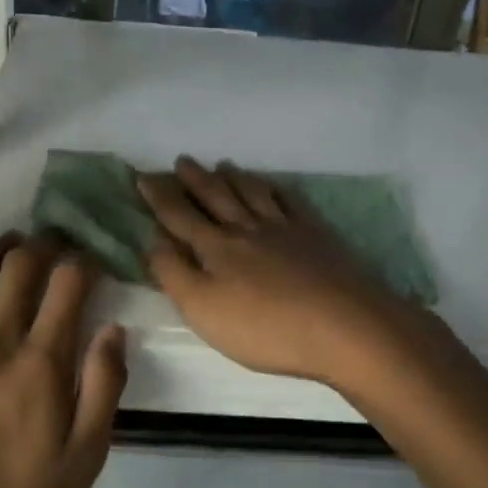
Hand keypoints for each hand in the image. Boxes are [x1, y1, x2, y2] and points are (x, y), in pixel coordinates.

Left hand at [0, 238, 125, 487]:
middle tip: (54, 244)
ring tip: (11, 249)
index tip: (91, 262)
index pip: (67, 284)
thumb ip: (104, 386)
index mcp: (40, 365)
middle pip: (19, 267)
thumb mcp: (87, 457)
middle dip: (43, 246)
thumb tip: (114, 327)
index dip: (84, 262)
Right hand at [139, 158, 428, 386]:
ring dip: (234, 177)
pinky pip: (291, 202)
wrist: (345, 326)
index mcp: (216, 248)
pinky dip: (277, 189)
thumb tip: (153, 241)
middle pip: (216, 197)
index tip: (143, 176)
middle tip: (182, 160)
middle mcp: (247, 229)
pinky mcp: (317, 236)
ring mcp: (285, 229)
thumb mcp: (203, 309)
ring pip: (253, 193)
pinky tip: (275, 186)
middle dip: (195, 179)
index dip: (159, 196)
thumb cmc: (265, 327)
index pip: (179, 216)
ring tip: (224, 164)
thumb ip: (173, 274)